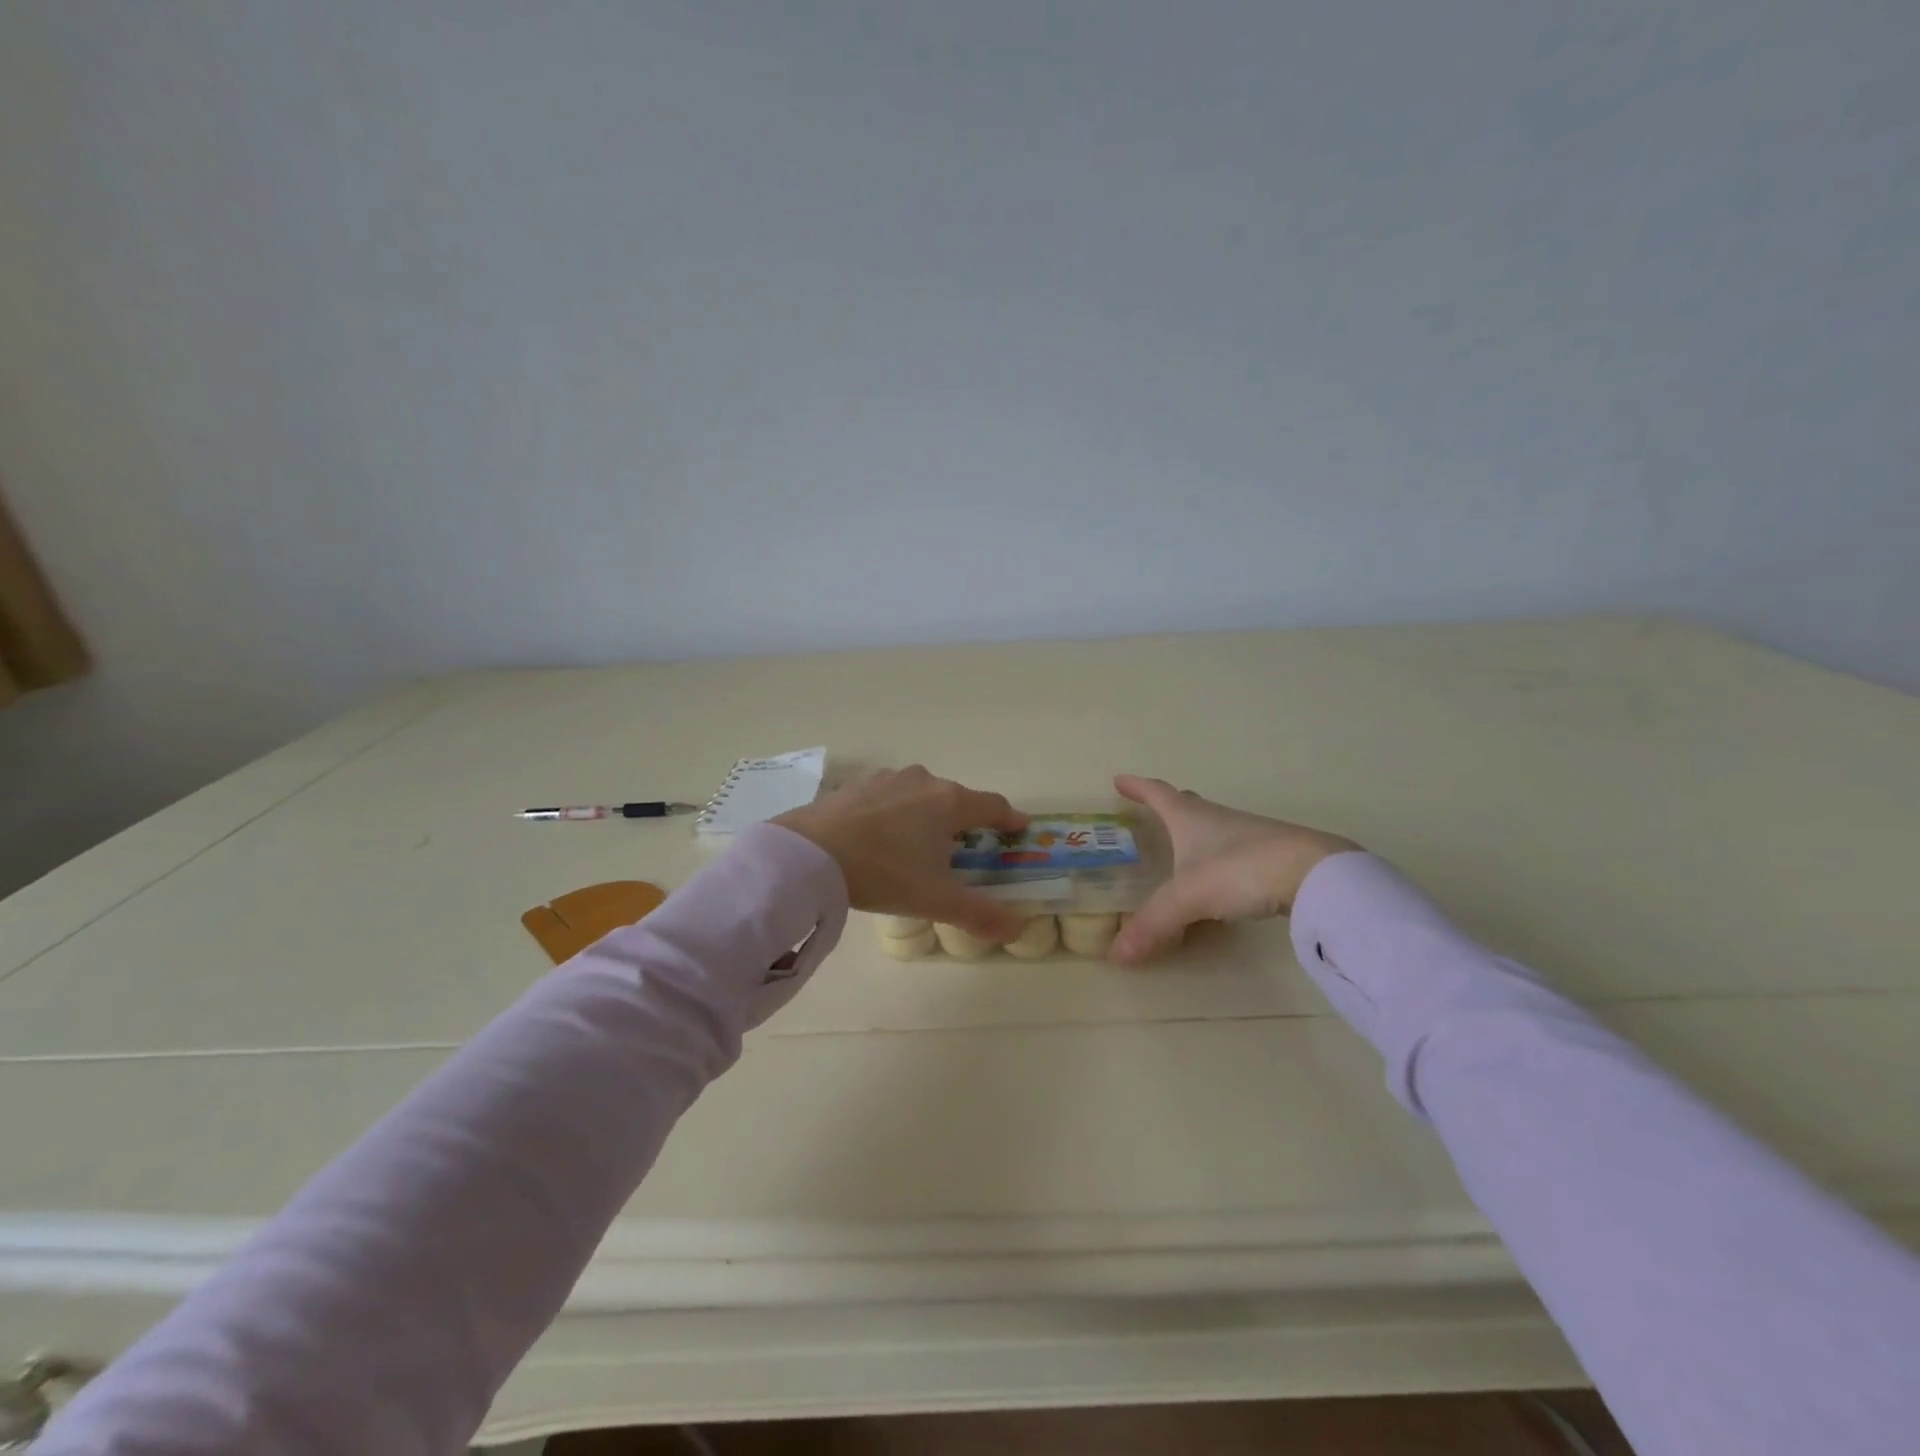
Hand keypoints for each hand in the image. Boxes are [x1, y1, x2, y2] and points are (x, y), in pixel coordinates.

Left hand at [775, 766, 1031, 940]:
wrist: (809, 852)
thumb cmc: (883, 871)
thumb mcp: (934, 899)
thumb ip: (978, 913)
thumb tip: (1017, 928)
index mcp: (948, 802)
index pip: (992, 805)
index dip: (1009, 817)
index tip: (1019, 826)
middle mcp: (922, 781)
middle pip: (954, 797)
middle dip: (963, 818)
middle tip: (964, 844)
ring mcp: (886, 779)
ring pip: (919, 793)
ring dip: (926, 812)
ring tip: (919, 840)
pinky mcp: (855, 785)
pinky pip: (887, 797)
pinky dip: (893, 811)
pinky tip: (880, 833)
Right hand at [1109, 774, 1361, 962]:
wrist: (1314, 873)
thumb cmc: (1240, 869)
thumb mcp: (1189, 897)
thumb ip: (1154, 924)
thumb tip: (1116, 955)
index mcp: (1190, 817)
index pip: (1157, 794)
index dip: (1136, 787)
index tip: (1119, 780)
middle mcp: (1217, 819)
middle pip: (1187, 805)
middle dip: (1166, 805)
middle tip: (1150, 810)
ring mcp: (1247, 836)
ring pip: (1212, 828)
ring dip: (1194, 833)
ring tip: (1181, 848)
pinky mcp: (1270, 856)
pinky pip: (1232, 853)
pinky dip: (1217, 859)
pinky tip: (1219, 879)